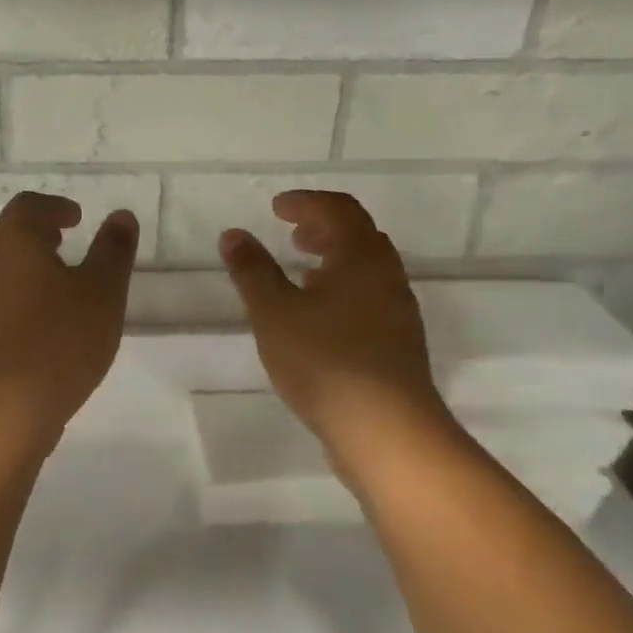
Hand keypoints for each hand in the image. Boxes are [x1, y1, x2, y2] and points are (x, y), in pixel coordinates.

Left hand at [0, 193, 138, 432]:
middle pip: (1, 234)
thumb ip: (113, 250)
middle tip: (59, 244)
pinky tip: (36, 324)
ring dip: (18, 268)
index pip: (28, 207)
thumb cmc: (60, 339)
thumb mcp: (102, 291)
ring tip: (52, 286)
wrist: (4, 406)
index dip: (53, 208)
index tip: (75, 218)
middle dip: (30, 234)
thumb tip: (121, 216)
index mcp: (14, 241)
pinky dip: (11, 300)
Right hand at [220, 191, 461, 477]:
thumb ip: (252, 270)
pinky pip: (370, 299)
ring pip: (367, 270)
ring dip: (335, 261)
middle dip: (324, 228)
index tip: (277, 208)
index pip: (339, 210)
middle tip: (292, 235)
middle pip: (360, 236)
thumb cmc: (325, 361)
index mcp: (361, 258)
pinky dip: (343, 291)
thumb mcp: (274, 312)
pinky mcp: (398, 344)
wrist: (386, 430)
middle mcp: (387, 277)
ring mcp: (398, 312)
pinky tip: (319, 319)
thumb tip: (233, 234)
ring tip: (301, 274)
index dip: (306, 202)